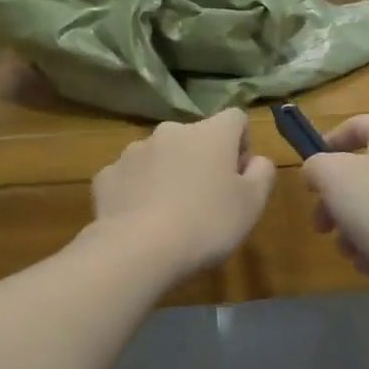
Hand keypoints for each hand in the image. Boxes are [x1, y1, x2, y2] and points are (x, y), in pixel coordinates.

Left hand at [90, 108, 275, 276]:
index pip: (235, 119)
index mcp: (210, 133)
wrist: (137, 249)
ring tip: (171, 216)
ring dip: (169, 175)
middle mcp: (170, 132)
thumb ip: (262, 173)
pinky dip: (139, 193)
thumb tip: (256, 160)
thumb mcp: (252, 204)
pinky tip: (142, 222)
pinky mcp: (106, 176)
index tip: (238, 178)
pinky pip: (131, 178)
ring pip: (161, 157)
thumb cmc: (206, 224)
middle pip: (195, 139)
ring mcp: (133, 152)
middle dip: (202, 162)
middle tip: (206, 202)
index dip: (241, 145)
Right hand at [302, 115, 368, 274]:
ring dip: (352, 227)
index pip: (357, 126)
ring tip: (345, 250)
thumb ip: (315, 166)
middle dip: (334, 201)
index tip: (309, 172)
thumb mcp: (330, 175)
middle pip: (363, 173)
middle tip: (320, 224)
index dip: (327, 144)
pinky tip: (367, 263)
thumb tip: (316, 171)